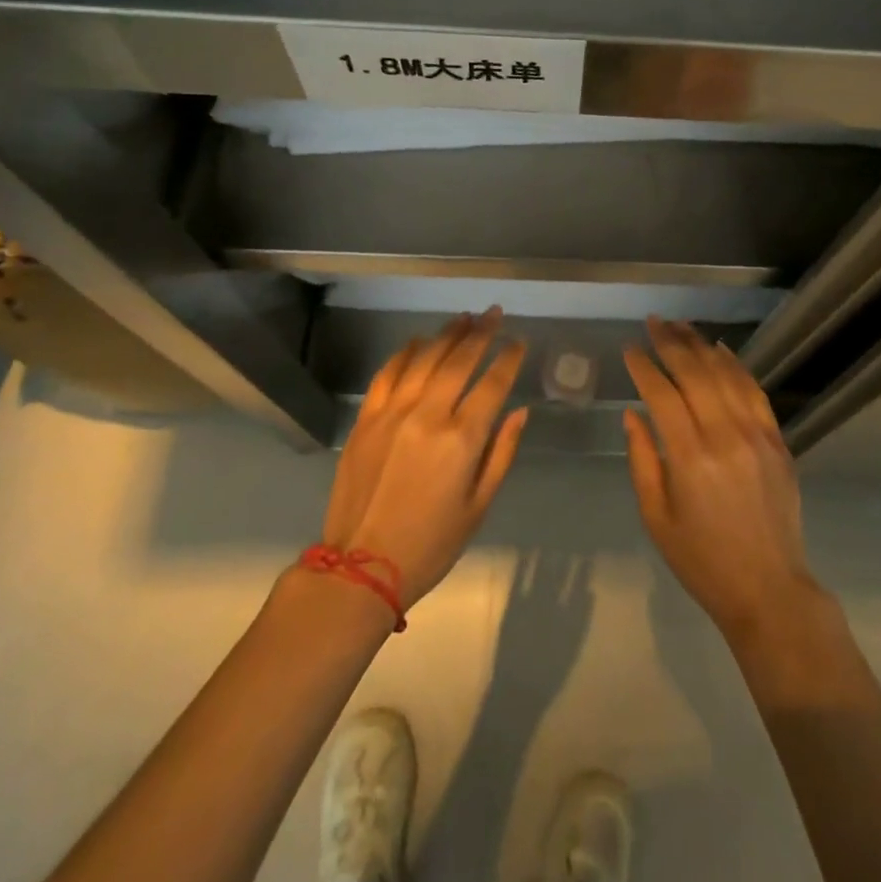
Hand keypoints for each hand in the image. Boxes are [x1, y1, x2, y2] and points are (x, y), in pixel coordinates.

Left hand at [318, 309, 528, 608]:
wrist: (361, 568)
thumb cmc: (431, 543)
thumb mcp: (479, 506)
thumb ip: (502, 453)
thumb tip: (520, 412)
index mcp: (461, 439)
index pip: (493, 384)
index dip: (508, 358)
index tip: (518, 341)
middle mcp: (428, 415)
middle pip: (459, 360)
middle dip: (481, 333)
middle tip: (494, 313)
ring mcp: (392, 413)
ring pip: (424, 359)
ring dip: (447, 334)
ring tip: (464, 318)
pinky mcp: (366, 419)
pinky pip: (387, 374)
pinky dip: (405, 353)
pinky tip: (418, 341)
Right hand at [623, 318, 826, 644]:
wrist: (768, 588)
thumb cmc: (701, 559)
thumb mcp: (656, 517)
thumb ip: (641, 460)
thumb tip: (632, 414)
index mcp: (689, 457)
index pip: (662, 394)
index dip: (643, 366)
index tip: (629, 348)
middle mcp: (724, 435)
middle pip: (695, 373)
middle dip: (670, 342)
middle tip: (653, 321)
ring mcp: (756, 434)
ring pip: (726, 374)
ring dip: (701, 345)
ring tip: (680, 325)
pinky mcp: (777, 440)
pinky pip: (755, 391)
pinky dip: (736, 365)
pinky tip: (720, 349)